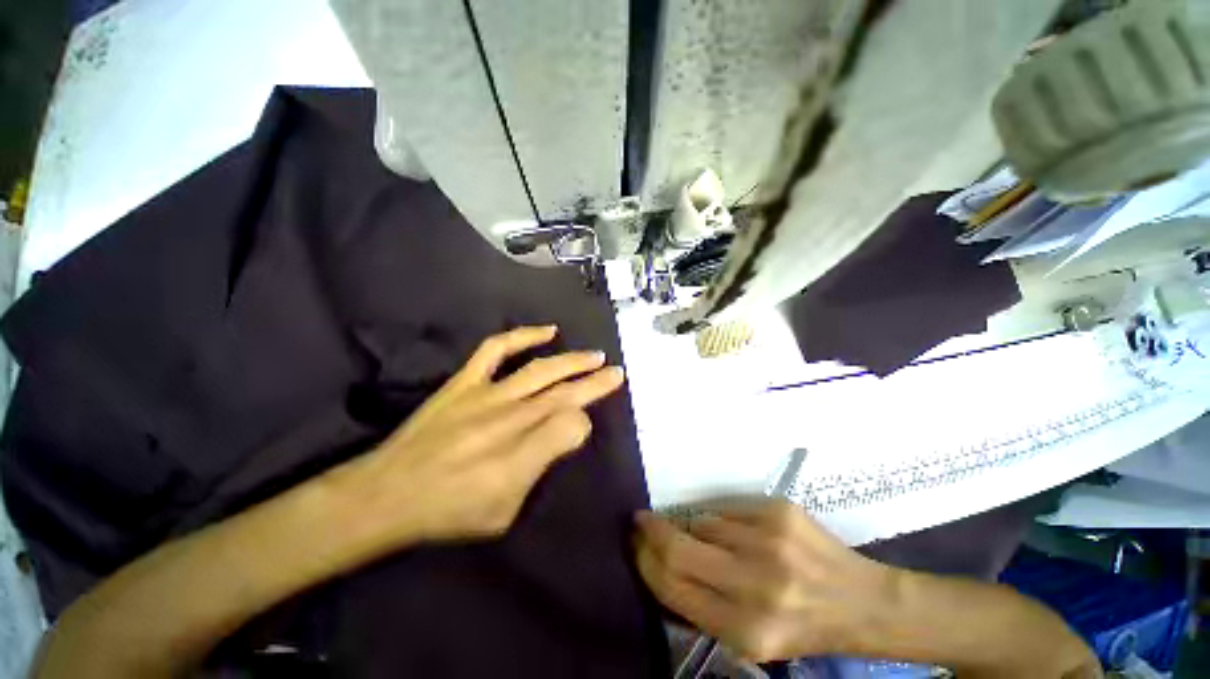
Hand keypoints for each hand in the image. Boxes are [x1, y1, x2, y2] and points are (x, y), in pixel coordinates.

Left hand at [333, 325, 624, 548]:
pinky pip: (495, 350)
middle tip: (618, 373)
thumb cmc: (449, 512)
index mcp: (522, 455)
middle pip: (562, 393)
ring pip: (538, 369)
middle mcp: (509, 418)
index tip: (589, 424)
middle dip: (594, 383)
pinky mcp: (462, 384)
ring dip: (570, 360)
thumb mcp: (502, 514)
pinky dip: (522, 336)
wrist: (392, 491)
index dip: (587, 420)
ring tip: (594, 356)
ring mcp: (484, 395)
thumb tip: (562, 438)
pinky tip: (544, 332)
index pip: (573, 424)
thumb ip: (537, 473)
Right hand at [634, 499, 890, 661]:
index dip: (644, 564)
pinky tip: (731, 532)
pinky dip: (720, 520)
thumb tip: (661, 566)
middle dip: (650, 535)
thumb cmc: (800, 631)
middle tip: (641, 527)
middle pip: (678, 550)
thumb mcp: (745, 643)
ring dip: (691, 530)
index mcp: (742, 627)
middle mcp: (756, 583)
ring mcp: (773, 542)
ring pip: (702, 524)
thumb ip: (699, 611)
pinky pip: (730, 510)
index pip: (671, 587)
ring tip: (702, 541)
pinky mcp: (785, 512)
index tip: (634, 549)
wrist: (858, 602)